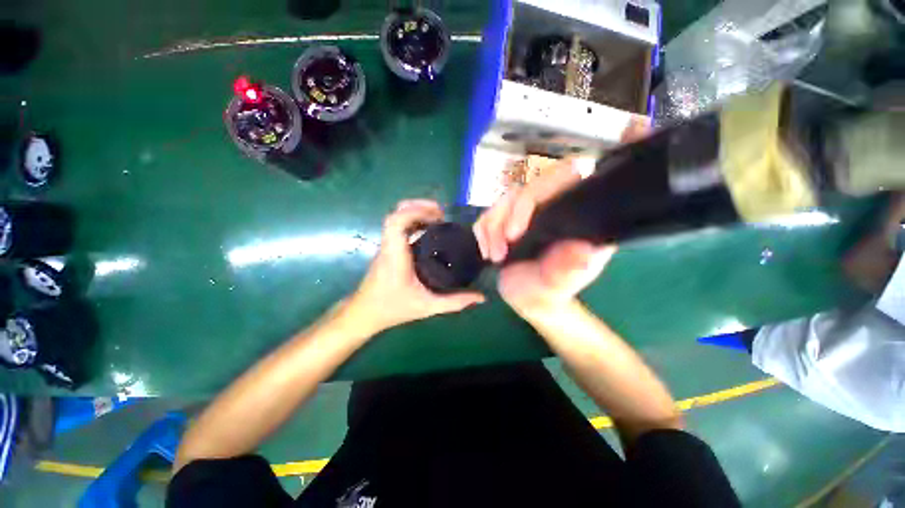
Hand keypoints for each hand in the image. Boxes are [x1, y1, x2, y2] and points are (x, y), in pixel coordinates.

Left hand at [348, 199, 484, 332]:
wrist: (365, 313)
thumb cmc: (393, 309)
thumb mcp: (427, 307)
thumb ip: (454, 303)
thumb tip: (480, 297)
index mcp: (395, 256)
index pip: (396, 222)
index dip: (416, 211)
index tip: (438, 216)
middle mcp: (388, 246)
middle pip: (395, 214)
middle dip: (418, 207)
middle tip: (441, 214)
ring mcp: (386, 246)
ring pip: (395, 218)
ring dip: (416, 212)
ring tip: (438, 218)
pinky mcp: (388, 249)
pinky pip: (398, 227)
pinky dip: (413, 221)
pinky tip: (429, 230)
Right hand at [472, 158, 614, 315]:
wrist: (527, 297)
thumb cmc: (546, 293)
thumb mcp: (555, 286)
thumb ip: (566, 271)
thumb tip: (583, 251)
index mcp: (577, 216)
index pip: (567, 177)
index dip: (541, 192)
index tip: (516, 233)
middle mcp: (555, 205)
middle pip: (527, 188)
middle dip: (506, 219)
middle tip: (499, 253)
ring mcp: (531, 210)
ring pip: (505, 199)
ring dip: (491, 228)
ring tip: (493, 257)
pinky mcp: (510, 217)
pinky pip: (490, 211)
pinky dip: (483, 232)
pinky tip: (487, 252)